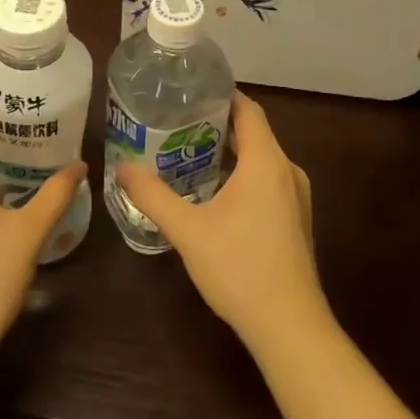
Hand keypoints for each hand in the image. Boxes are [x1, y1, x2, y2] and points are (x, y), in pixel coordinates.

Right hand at [114, 91, 329, 354]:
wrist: (289, 326)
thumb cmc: (240, 268)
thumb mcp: (188, 230)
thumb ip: (153, 195)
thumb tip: (123, 168)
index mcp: (267, 162)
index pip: (248, 110)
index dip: (221, 95)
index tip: (189, 92)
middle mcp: (287, 171)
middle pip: (253, 133)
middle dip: (216, 125)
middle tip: (176, 123)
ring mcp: (296, 198)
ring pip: (260, 160)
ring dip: (228, 154)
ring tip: (187, 154)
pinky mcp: (296, 220)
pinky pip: (267, 182)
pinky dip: (241, 176)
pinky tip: (213, 194)